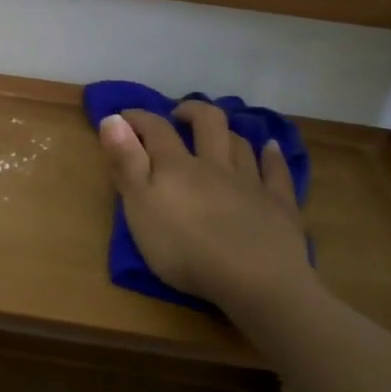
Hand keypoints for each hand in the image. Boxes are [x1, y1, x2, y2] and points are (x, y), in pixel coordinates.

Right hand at [97, 103, 313, 312]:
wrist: (254, 280)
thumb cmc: (184, 249)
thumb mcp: (139, 207)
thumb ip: (126, 163)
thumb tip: (112, 119)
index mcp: (177, 166)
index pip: (156, 129)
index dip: (138, 118)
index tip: (124, 116)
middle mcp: (214, 165)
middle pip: (208, 123)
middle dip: (191, 112)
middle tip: (178, 114)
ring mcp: (250, 182)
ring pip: (240, 145)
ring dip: (228, 132)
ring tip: (219, 134)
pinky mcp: (278, 205)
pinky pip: (276, 172)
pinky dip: (272, 156)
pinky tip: (271, 148)